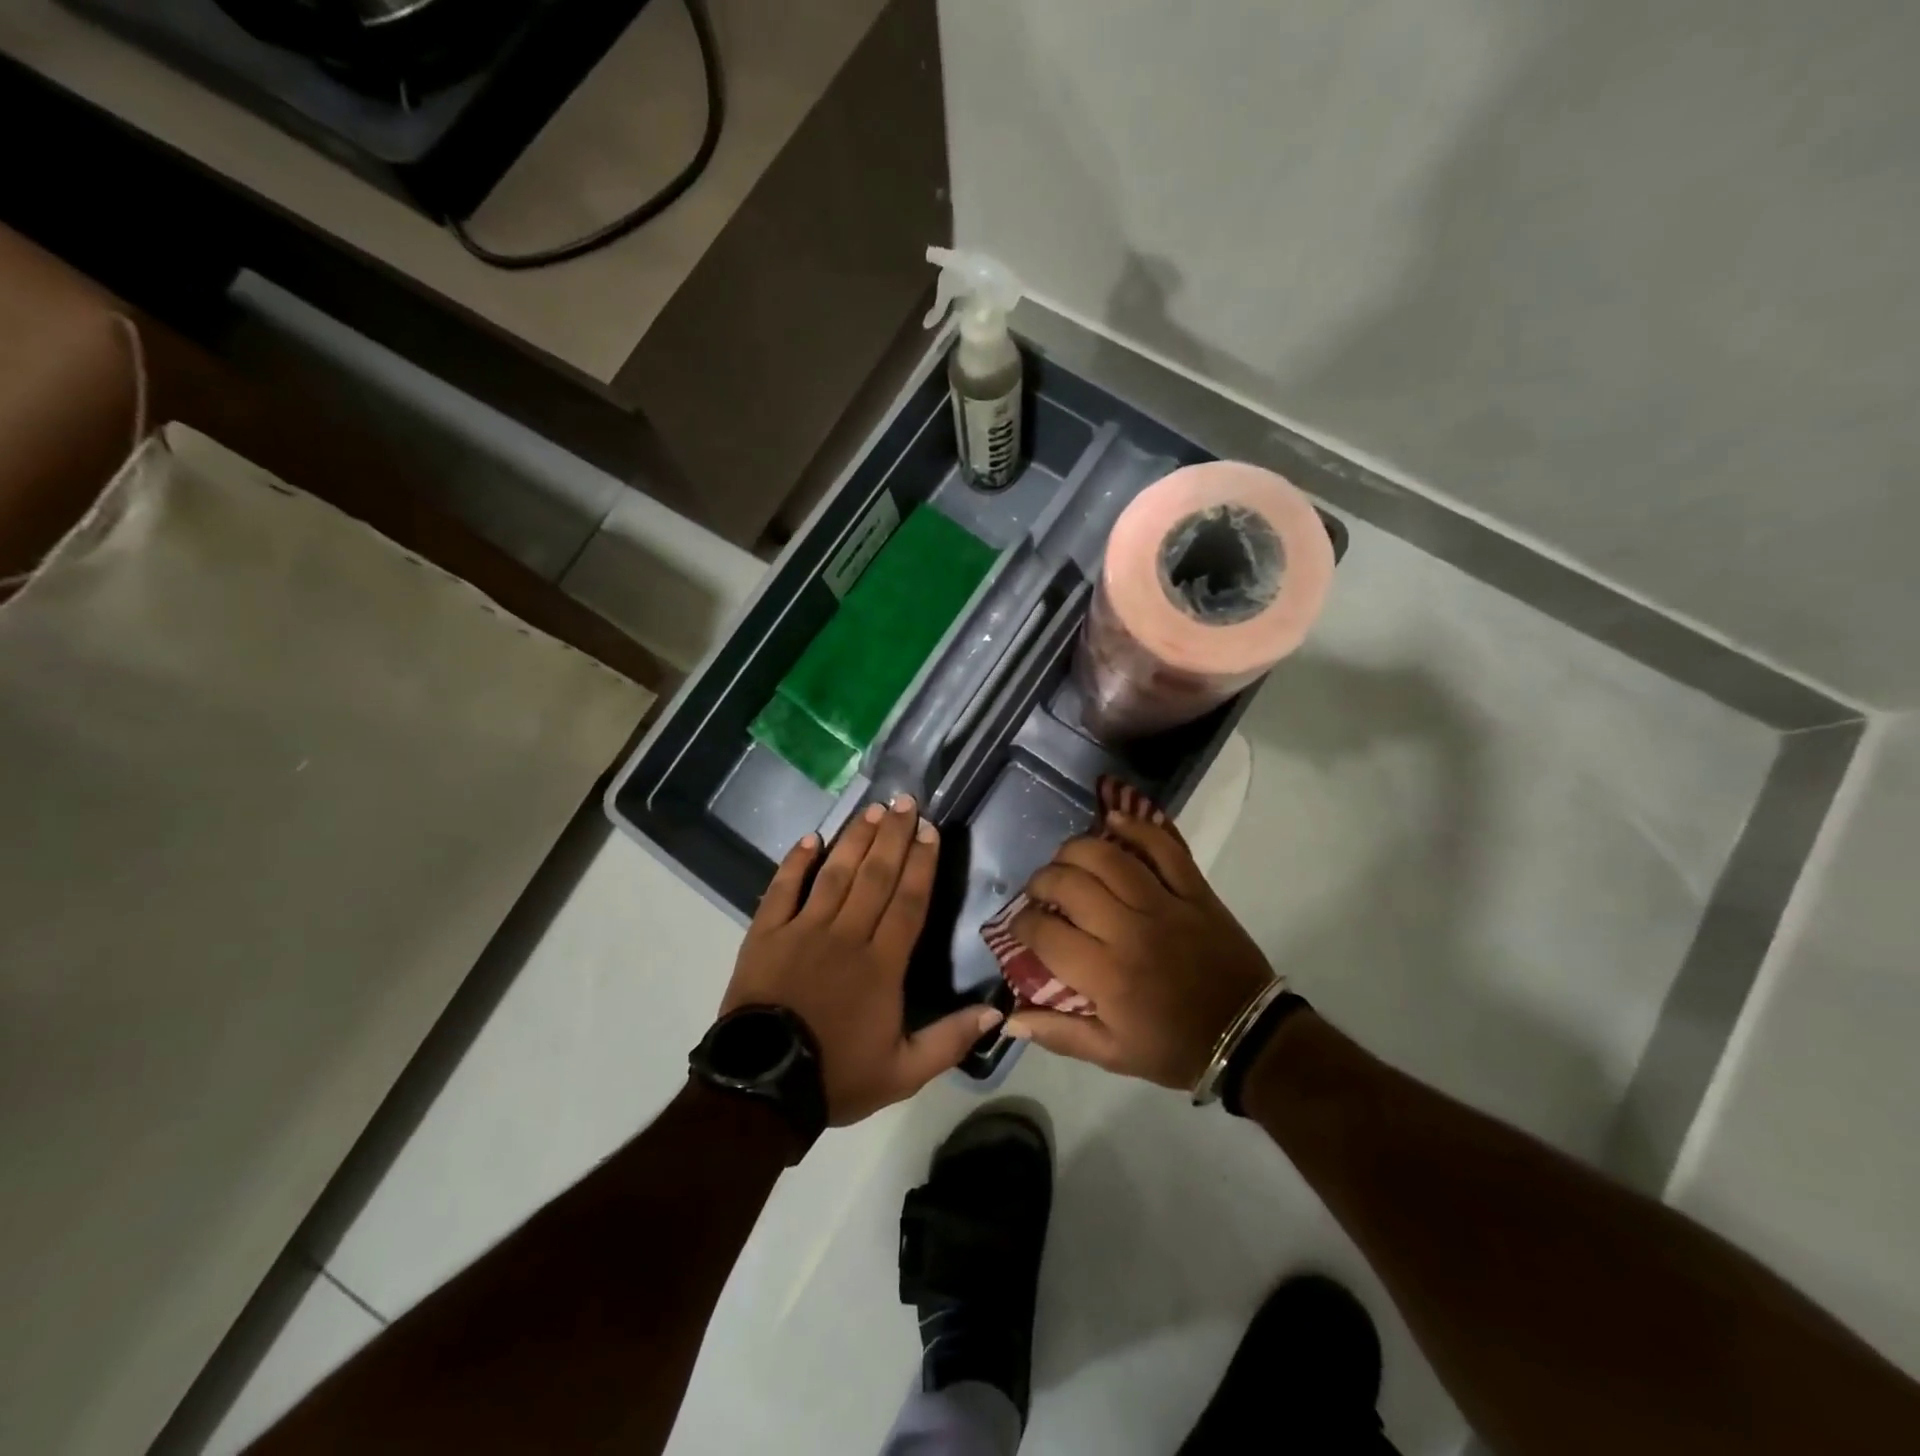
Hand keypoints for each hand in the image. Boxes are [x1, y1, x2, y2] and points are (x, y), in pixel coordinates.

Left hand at [720, 794, 1002, 1124]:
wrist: (762, 1088)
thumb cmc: (837, 1075)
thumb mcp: (904, 1072)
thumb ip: (951, 1040)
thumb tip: (997, 1011)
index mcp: (882, 963)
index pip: (908, 901)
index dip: (922, 863)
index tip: (930, 830)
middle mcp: (846, 935)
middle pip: (876, 876)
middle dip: (893, 836)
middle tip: (905, 801)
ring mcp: (803, 929)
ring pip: (835, 873)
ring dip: (855, 839)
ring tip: (872, 810)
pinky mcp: (766, 933)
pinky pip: (782, 888)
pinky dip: (795, 862)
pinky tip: (810, 838)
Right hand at [1004, 808, 1275, 1090]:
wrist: (1248, 1037)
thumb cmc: (1174, 1047)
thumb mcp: (1112, 1054)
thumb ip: (1058, 1034)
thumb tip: (1009, 1017)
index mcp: (1106, 976)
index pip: (1045, 933)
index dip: (1022, 924)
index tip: (1021, 925)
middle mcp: (1130, 932)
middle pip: (1070, 884)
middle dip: (1042, 882)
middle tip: (1040, 892)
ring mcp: (1166, 905)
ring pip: (1108, 857)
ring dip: (1076, 850)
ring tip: (1066, 860)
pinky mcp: (1195, 891)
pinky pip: (1164, 847)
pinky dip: (1136, 827)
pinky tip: (1112, 821)